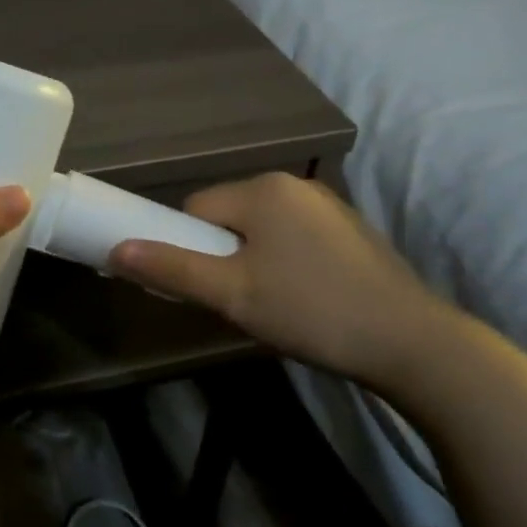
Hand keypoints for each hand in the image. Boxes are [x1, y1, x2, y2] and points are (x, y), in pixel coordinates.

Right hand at [109, 172, 460, 391]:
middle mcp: (295, 185)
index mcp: (263, 190)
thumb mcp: (232, 294)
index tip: (201, 288)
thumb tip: (116, 251)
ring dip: (251, 260)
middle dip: (221, 255)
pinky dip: (284, 262)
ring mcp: (328, 205)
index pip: (196, 207)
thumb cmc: (310, 311)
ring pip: (262, 229)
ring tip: (271, 305)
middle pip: (229, 215)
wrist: (409, 341)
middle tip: (237, 301)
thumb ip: (172, 270)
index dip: (186, 247)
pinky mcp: (350, 230)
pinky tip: (304, 298)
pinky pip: (293, 237)